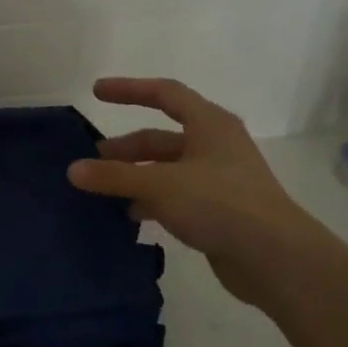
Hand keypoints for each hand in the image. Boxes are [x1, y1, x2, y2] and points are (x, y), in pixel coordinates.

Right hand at [67, 76, 326, 304]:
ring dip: (135, 177)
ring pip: (166, 170)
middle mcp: (215, 146)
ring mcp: (218, 180)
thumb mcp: (160, 185)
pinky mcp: (218, 210)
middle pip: (161, 137)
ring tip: (103, 192)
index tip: (97, 92)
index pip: (165, 93)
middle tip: (93, 162)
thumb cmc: (219, 203)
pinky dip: (150, 201)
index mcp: (209, 124)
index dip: (130, 89)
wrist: (274, 257)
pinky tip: (130, 215)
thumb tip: (73, 170)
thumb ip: (114, 177)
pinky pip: (175, 196)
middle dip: (126, 148)